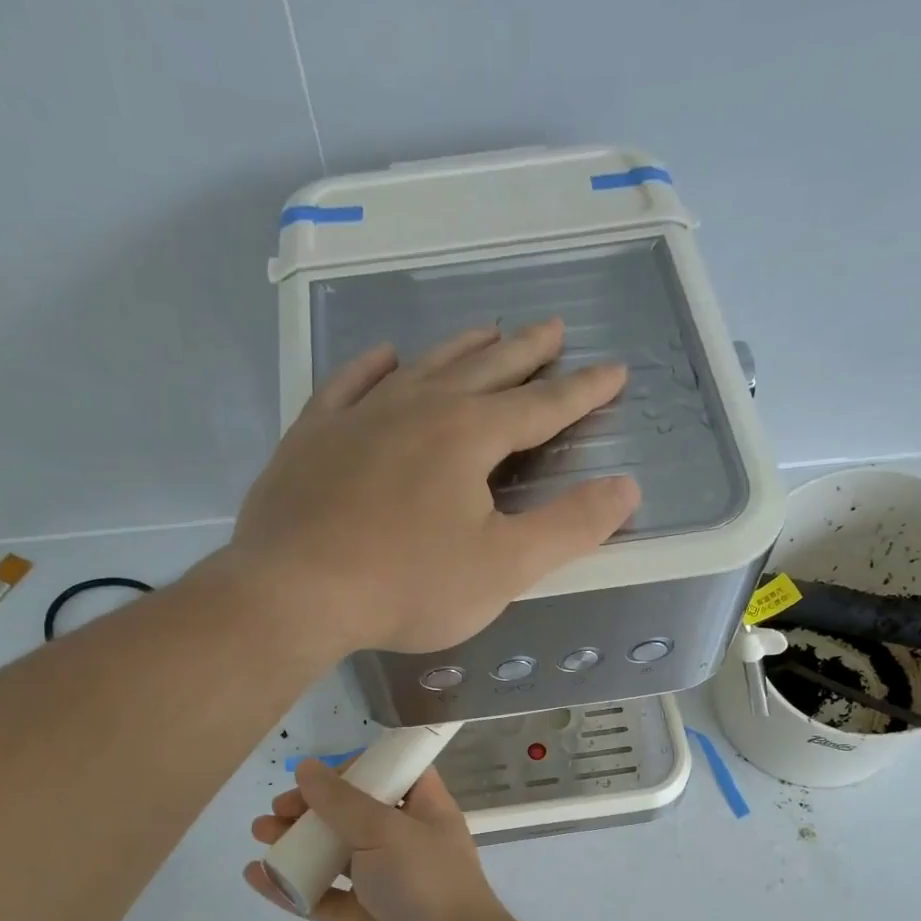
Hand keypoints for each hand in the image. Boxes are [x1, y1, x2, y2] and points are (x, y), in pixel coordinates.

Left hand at [229, 319, 637, 654]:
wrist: (294, 592)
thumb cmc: (407, 584)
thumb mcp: (504, 567)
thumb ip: (569, 527)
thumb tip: (626, 488)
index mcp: (470, 435)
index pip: (542, 406)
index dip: (583, 391)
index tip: (614, 371)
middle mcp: (418, 408)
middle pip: (485, 370)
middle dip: (526, 352)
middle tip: (553, 328)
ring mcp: (360, 416)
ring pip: (423, 367)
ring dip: (461, 349)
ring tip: (486, 331)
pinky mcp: (313, 436)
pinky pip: (349, 384)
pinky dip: (373, 367)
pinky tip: (387, 357)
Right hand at [243, 761, 510, 920]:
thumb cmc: (424, 880)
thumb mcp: (385, 830)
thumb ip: (342, 801)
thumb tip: (308, 768)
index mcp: (424, 811)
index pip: (394, 775)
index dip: (359, 769)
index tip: (322, 774)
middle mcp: (404, 842)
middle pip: (354, 813)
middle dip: (314, 806)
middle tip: (280, 808)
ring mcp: (381, 881)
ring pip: (333, 853)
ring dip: (297, 841)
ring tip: (260, 833)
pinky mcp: (361, 918)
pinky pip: (321, 896)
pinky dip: (291, 885)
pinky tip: (257, 875)